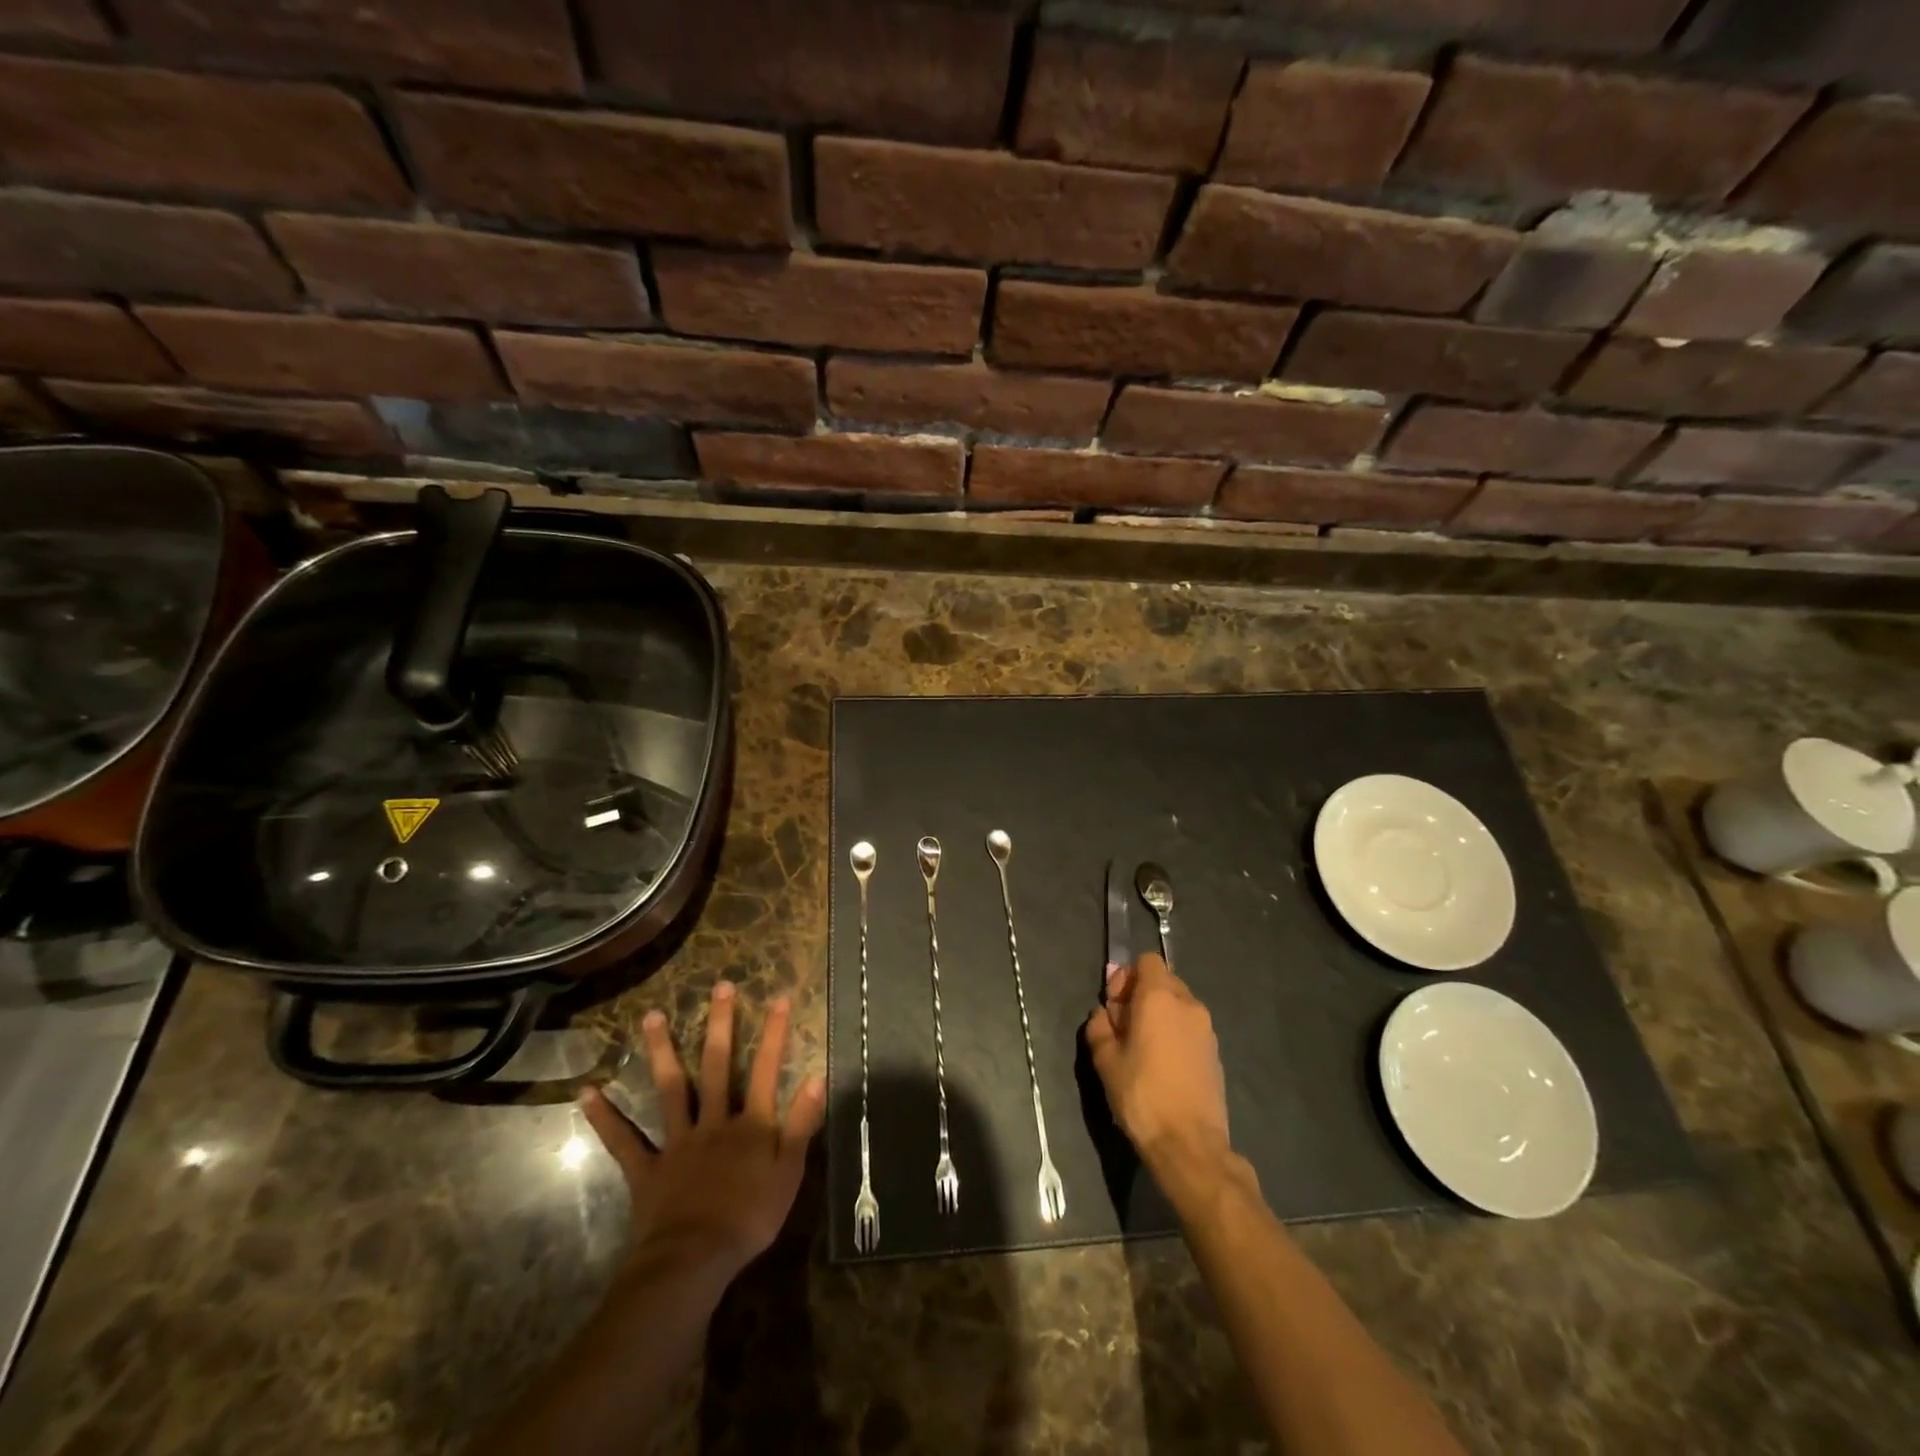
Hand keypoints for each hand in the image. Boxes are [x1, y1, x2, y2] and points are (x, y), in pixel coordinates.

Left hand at [581, 980, 824, 1281]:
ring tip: (651, 1016)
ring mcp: (677, 1142)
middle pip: (718, 1065)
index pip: (768, 1069)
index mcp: (751, 1124)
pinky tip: (587, 1092)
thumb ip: (801, 1124)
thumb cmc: (749, 1219)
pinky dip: (605, 1117)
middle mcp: (714, 1121)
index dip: (775, 1033)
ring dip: (661, 1051)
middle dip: (721, 1024)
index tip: (779, 996)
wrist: (693, 1262)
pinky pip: (624, 1140)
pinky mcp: (647, 1168)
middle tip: (719, 986)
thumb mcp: (789, 1174)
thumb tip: (816, 1076)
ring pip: (671, 1089)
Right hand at [1084, 954, 1231, 1172]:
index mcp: (1159, 997)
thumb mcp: (1105, 1059)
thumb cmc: (1142, 1094)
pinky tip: (1161, 1064)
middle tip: (1122, 1026)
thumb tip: (1104, 1014)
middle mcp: (1188, 1004)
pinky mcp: (1215, 1053)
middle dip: (1141, 994)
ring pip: (1178, 1004)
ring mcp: (1206, 1029)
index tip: (1114, 1005)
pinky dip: (1174, 1033)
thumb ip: (1100, 1026)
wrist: (1190, 1144)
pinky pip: (1189, 1027)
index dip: (1127, 976)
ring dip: (1158, 1014)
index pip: (1147, 961)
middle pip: (1163, 980)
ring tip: (1141, 1047)